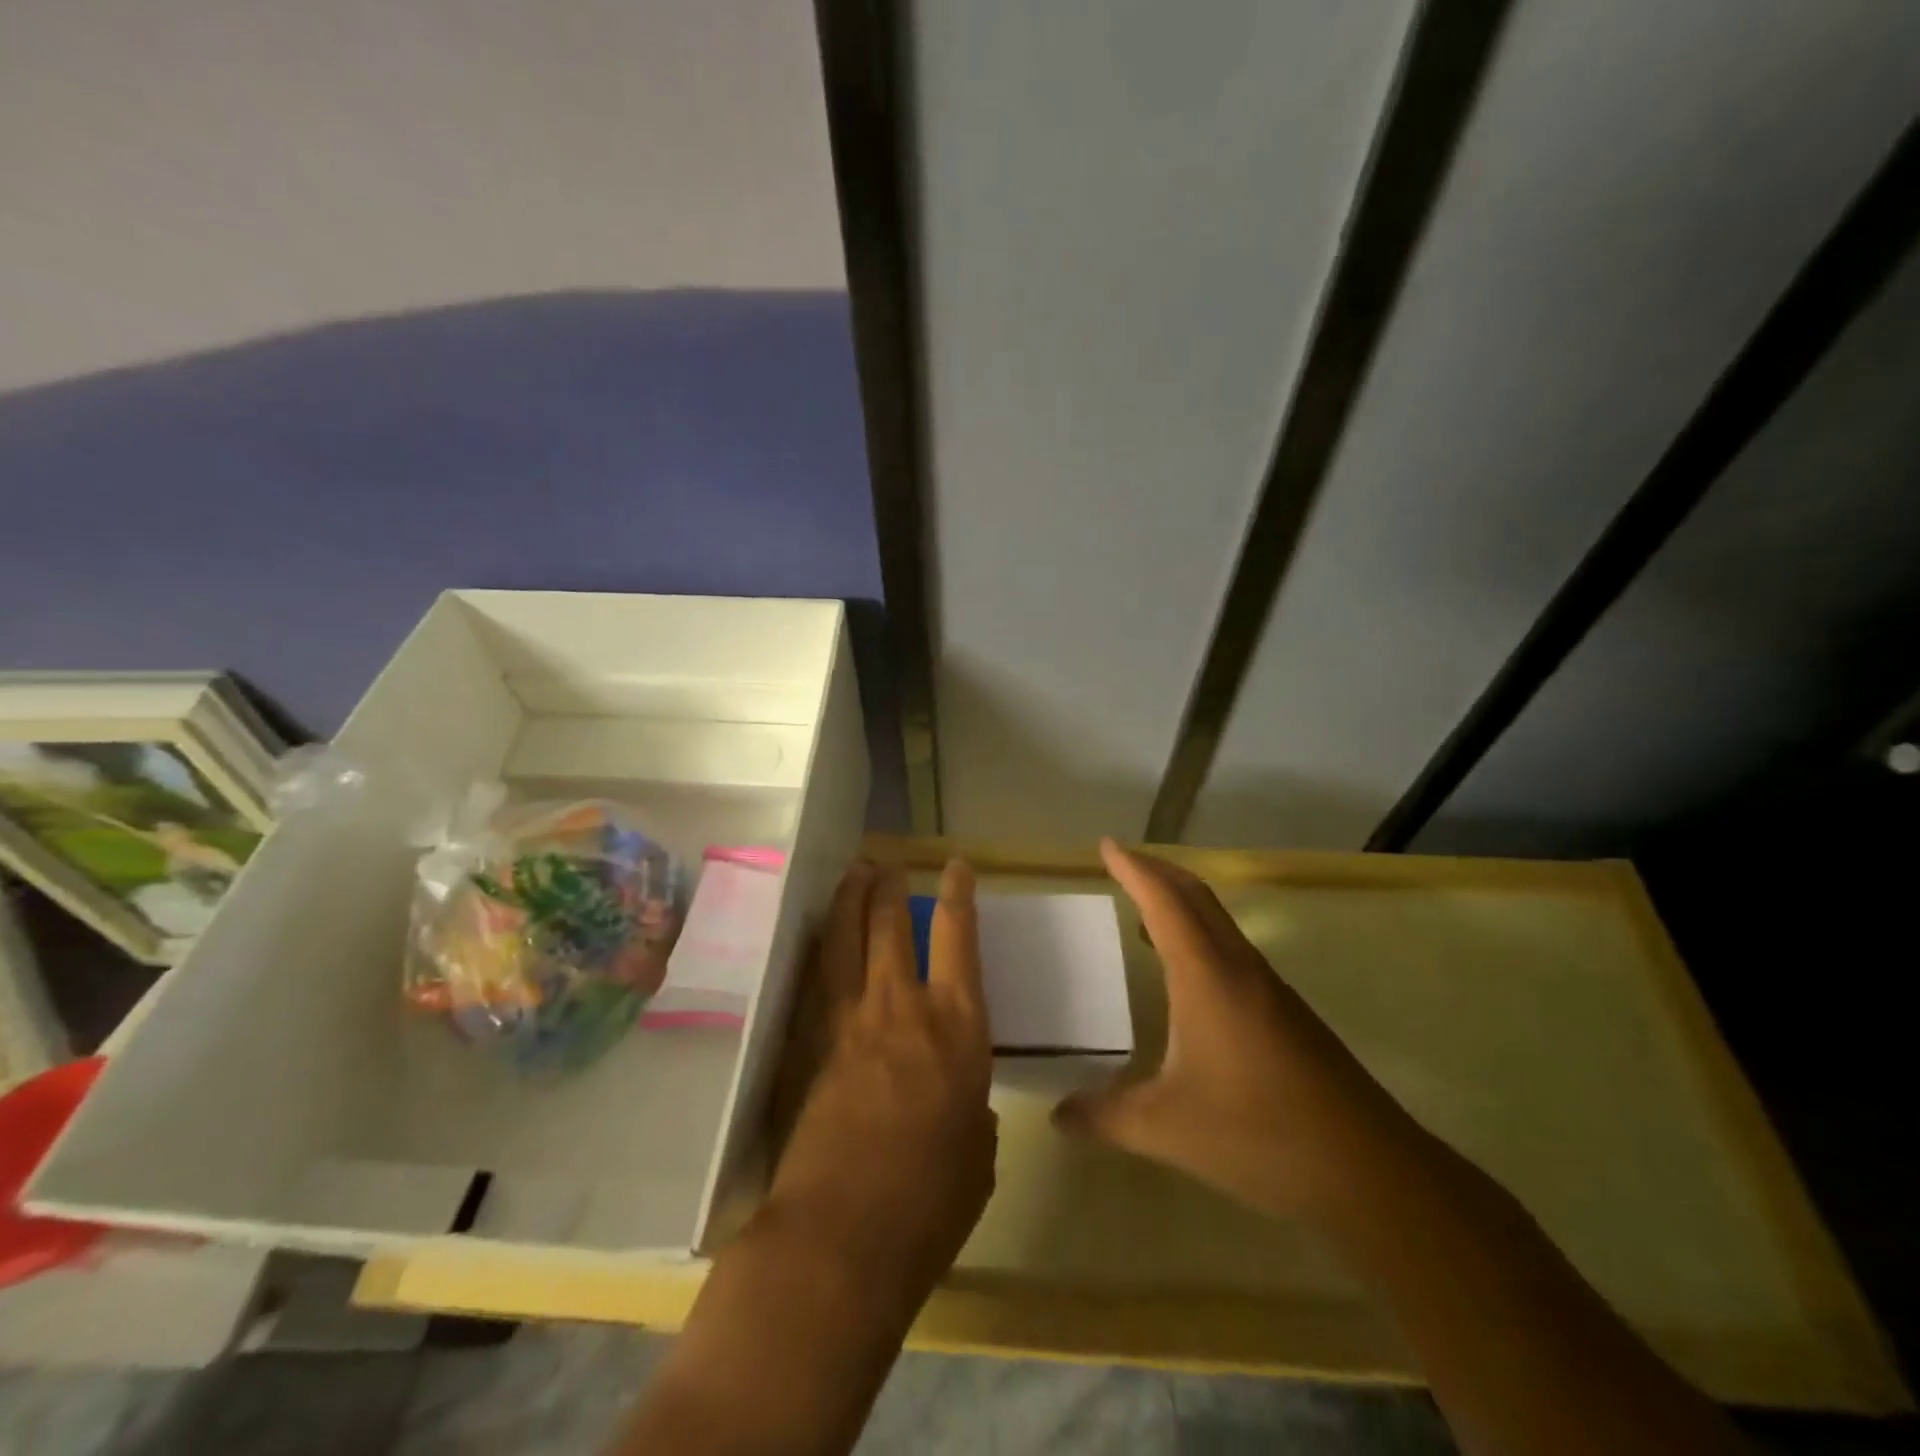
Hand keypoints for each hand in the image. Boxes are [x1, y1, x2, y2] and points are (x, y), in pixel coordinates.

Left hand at [759, 860, 996, 1316]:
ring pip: (845, 940)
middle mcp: (902, 1007)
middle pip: (890, 925)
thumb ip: (971, 1116)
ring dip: (849, 901)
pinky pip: (816, 979)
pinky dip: (820, 950)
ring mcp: (848, 1021)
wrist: (842, 1235)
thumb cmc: (931, 1201)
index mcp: (957, 1026)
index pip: (958, 939)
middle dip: (889, 886)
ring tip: (853, 873)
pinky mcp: (809, 1044)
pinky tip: (819, 940)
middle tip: (886, 862)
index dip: (958, 895)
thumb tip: (961, 1106)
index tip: (956, 865)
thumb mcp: (977, 1156)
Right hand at [1053, 840, 1429, 1226]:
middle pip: (1197, 897)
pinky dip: (1202, 938)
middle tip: (1123, 863)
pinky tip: (1188, 977)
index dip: (1134, 868)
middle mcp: (1240, 968)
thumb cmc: (1260, 1134)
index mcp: (1207, 975)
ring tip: (1145, 913)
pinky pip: (1234, 952)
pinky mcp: (1288, 1016)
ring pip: (1220, 923)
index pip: (1164, 901)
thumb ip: (1106, 1117)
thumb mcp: (1168, 1128)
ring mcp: (1270, 990)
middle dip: (1158, 872)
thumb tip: (1058, 1115)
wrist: (1371, 1173)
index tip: (1106, 845)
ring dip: (1182, 904)